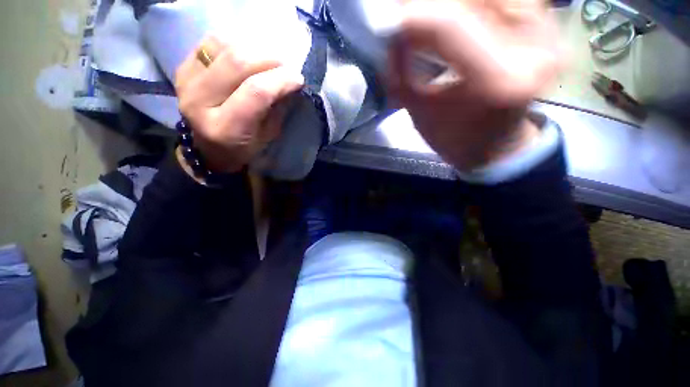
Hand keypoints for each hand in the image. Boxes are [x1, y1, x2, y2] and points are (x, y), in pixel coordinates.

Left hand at [175, 36, 303, 173]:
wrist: (208, 147)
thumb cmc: (244, 147)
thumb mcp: (267, 136)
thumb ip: (277, 109)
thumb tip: (291, 82)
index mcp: (226, 129)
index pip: (256, 92)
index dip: (280, 80)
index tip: (298, 78)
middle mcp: (200, 102)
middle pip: (237, 63)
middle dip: (269, 59)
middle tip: (285, 66)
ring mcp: (186, 82)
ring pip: (223, 46)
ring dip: (253, 49)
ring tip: (267, 61)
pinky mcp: (182, 68)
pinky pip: (210, 42)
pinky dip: (234, 43)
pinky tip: (247, 56)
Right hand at [388, 0, 561, 170]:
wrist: (496, 144)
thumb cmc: (456, 138)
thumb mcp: (421, 113)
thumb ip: (403, 73)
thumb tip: (391, 30)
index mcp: (498, 82)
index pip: (449, 23)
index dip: (411, 15)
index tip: (387, 21)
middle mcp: (534, 48)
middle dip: (431, 2)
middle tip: (407, 13)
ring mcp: (547, 30)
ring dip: (452, 2)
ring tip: (428, 14)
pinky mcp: (547, 23)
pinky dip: (476, 3)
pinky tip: (457, 13)